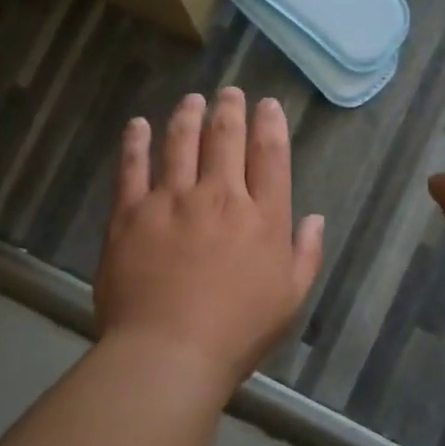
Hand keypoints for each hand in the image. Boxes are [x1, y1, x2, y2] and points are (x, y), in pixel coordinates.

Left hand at [95, 88, 325, 395]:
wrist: (168, 352)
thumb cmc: (237, 332)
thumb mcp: (290, 299)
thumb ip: (306, 254)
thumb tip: (314, 218)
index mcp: (262, 216)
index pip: (270, 155)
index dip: (270, 123)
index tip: (267, 105)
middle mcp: (219, 196)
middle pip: (225, 138)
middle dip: (229, 109)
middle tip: (229, 93)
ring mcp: (171, 200)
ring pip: (180, 142)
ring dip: (187, 115)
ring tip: (191, 100)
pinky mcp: (130, 212)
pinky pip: (132, 166)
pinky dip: (136, 141)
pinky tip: (138, 125)